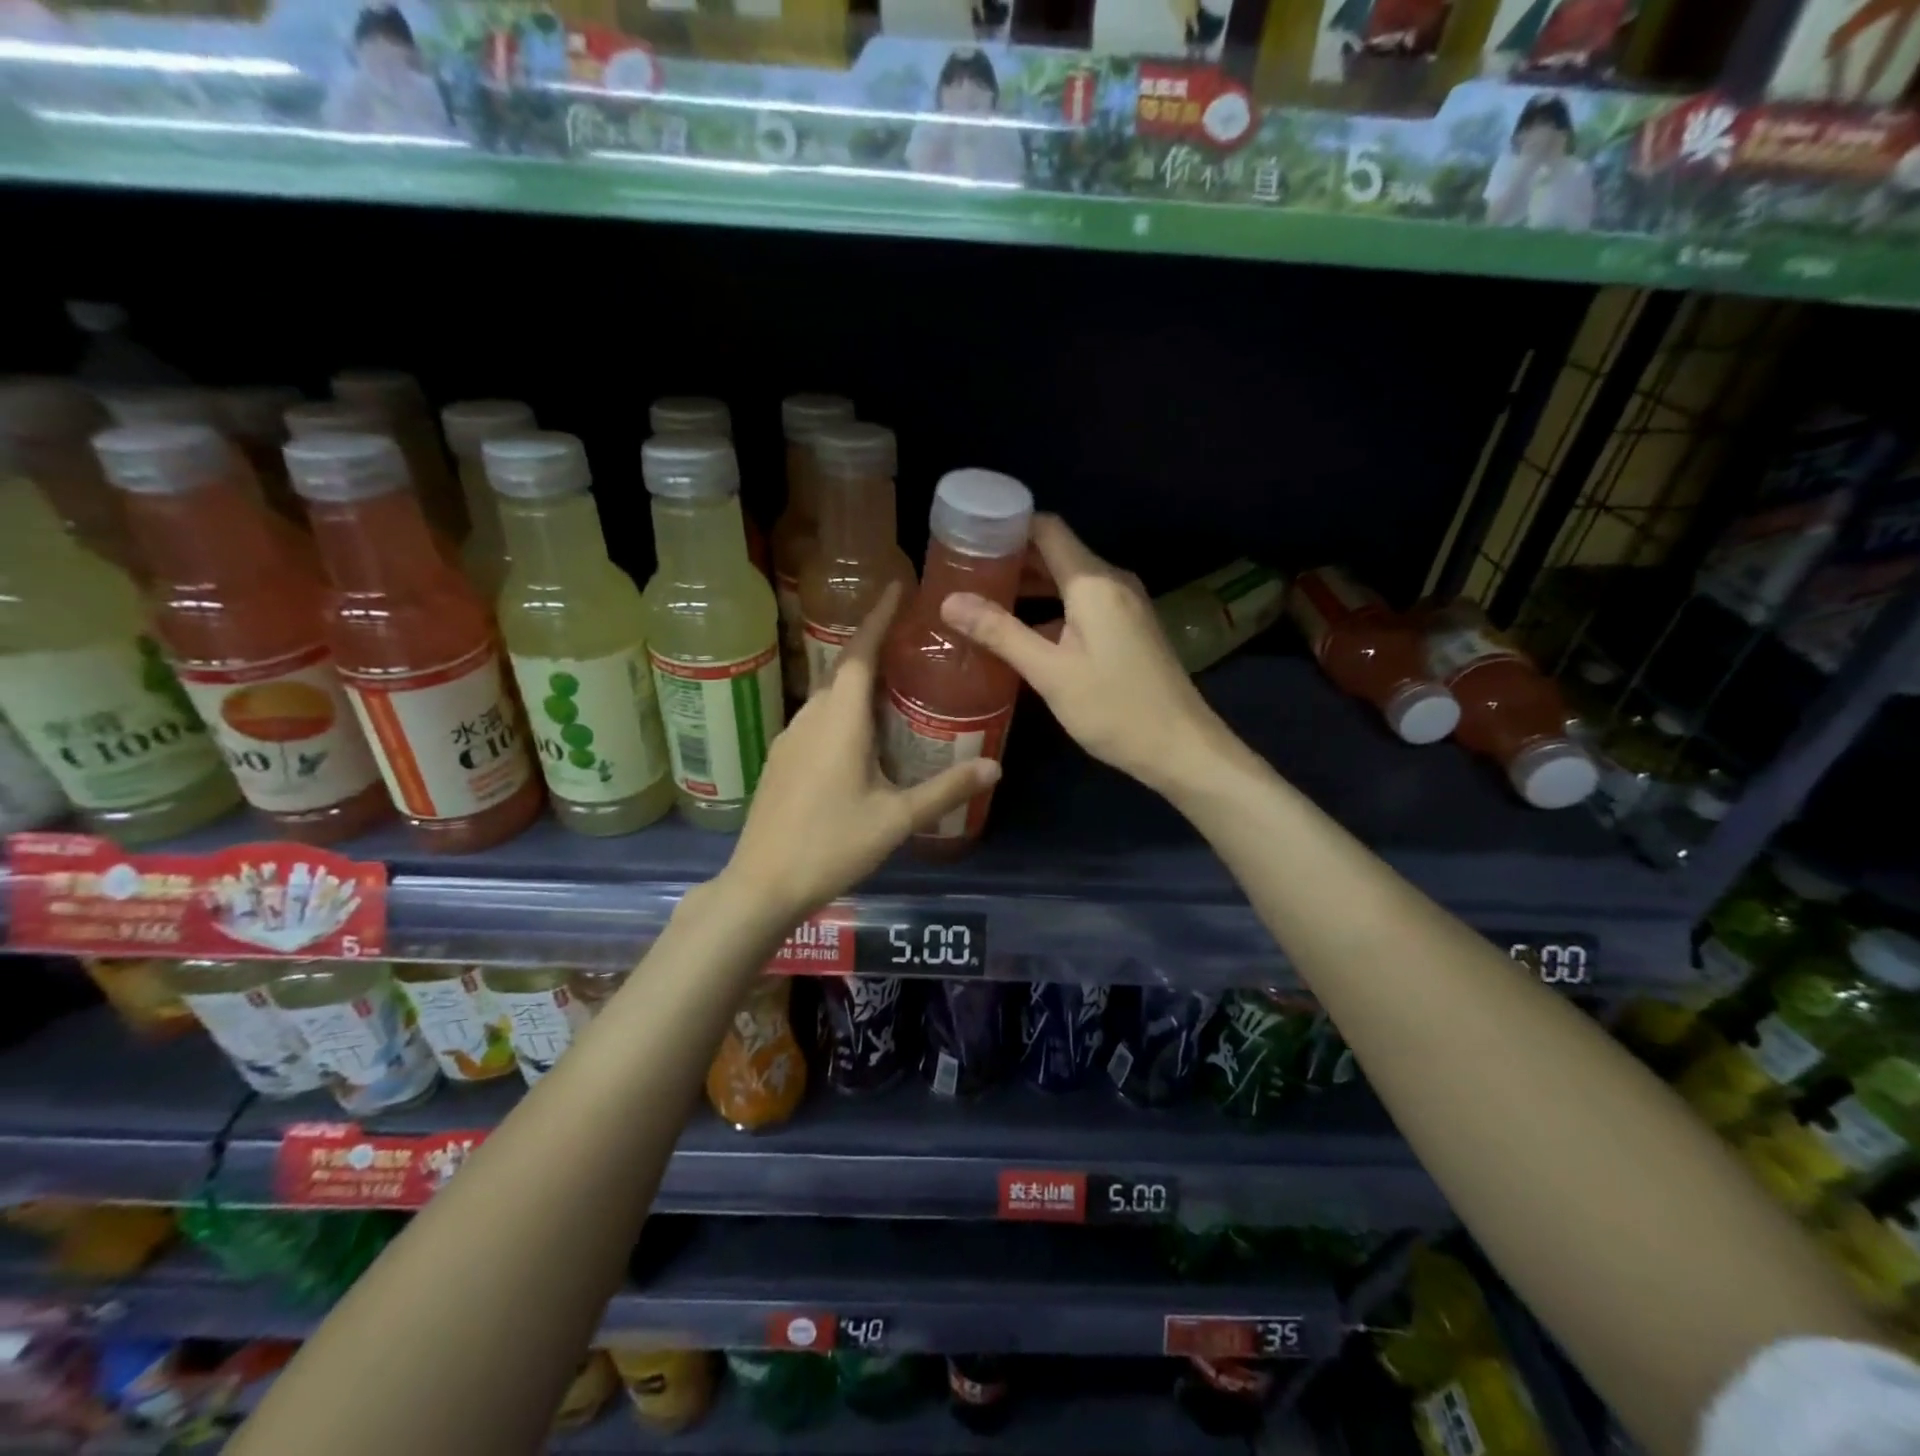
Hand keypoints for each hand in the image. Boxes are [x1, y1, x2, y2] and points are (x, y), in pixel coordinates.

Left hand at [721, 583, 998, 923]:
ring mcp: (789, 739)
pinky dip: (843, 711)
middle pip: (843, 669)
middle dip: (873, 646)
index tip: (896, 587)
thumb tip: (995, 767)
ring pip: (828, 696)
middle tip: (910, 640)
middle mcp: (811, 718)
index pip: (859, 652)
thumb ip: (946, 790)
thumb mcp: (896, 819)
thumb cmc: (832, 845)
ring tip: (894, 685)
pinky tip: (862, 735)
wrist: (762, 884)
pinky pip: (817, 719)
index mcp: (840, 720)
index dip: (877, 617)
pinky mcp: (780, 760)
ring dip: (858, 682)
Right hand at [938, 514, 1223, 794]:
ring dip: (1030, 586)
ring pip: (1069, 580)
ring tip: (983, 600)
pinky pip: (1082, 603)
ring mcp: (1124, 605)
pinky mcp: (1128, 628)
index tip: (968, 538)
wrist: (1180, 747)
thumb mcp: (1050, 673)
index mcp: (1094, 583)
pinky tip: (1022, 631)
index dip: (1007, 527)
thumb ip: (1000, 633)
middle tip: (964, 573)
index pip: (1047, 529)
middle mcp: (1112, 582)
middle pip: (1056, 552)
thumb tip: (949, 601)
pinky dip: (1050, 608)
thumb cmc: (1114, 708)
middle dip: (1012, 559)